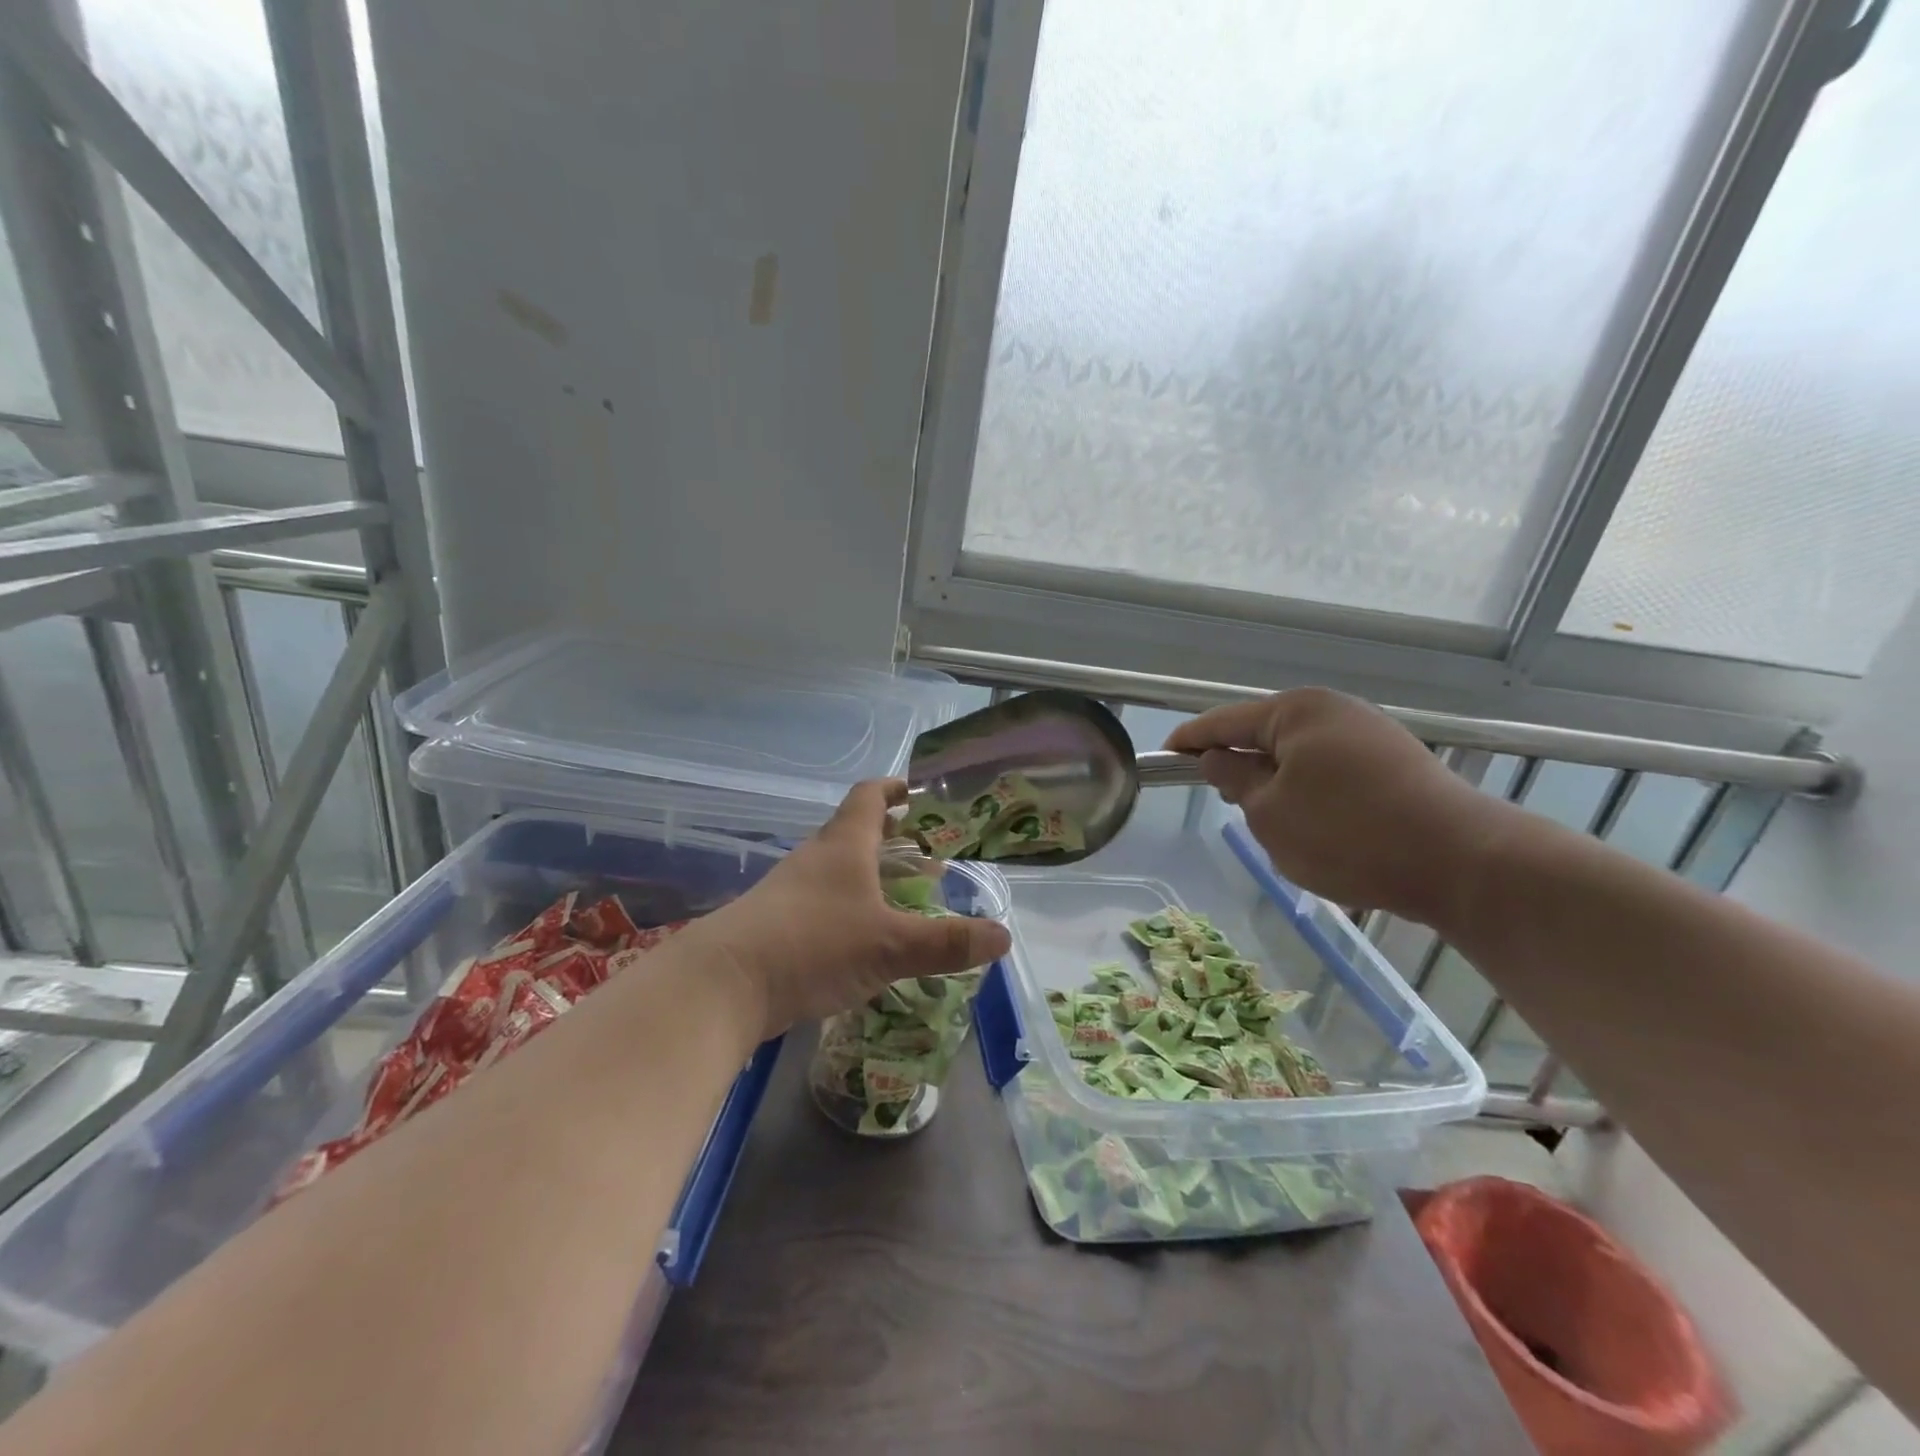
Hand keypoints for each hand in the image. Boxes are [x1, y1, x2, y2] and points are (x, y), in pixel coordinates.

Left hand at [691, 780, 1012, 1039]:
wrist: (723, 985)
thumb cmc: (814, 945)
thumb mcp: (890, 945)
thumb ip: (947, 942)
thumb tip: (1004, 936)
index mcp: (844, 846)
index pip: (869, 797)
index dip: (893, 789)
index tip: (915, 790)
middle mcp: (815, 858)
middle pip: (853, 833)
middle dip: (889, 838)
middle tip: (922, 853)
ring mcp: (789, 891)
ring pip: (836, 870)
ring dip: (868, 875)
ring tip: (899, 896)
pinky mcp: (774, 924)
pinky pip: (820, 903)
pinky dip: (847, 907)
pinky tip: (860, 939)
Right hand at [1165, 688, 1509, 930]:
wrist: (1461, 862)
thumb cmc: (1347, 834)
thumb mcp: (1269, 813)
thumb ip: (1234, 779)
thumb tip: (1218, 758)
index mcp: (1296, 712)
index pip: (1224, 721)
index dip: (1189, 741)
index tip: (1163, 757)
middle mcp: (1333, 710)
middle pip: (1264, 734)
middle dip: (1238, 763)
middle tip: (1219, 797)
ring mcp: (1370, 734)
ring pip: (1299, 756)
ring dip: (1277, 783)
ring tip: (1270, 820)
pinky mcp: (1395, 762)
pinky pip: (1331, 771)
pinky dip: (1310, 792)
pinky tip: (1316, 825)